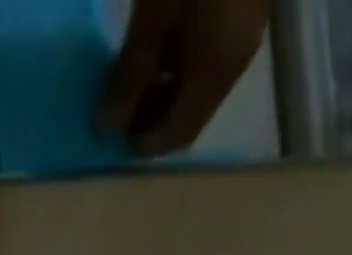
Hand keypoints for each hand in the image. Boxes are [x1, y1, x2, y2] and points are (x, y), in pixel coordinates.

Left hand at [98, 0, 271, 155]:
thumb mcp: (153, 12)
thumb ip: (131, 73)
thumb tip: (107, 128)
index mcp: (217, 69)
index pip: (179, 134)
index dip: (144, 143)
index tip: (111, 138)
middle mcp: (236, 59)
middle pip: (190, 114)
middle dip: (151, 120)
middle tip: (116, 111)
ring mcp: (244, 31)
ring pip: (197, 87)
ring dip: (162, 93)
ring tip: (128, 81)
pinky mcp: (243, 6)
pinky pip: (206, 55)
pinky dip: (177, 64)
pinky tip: (154, 48)